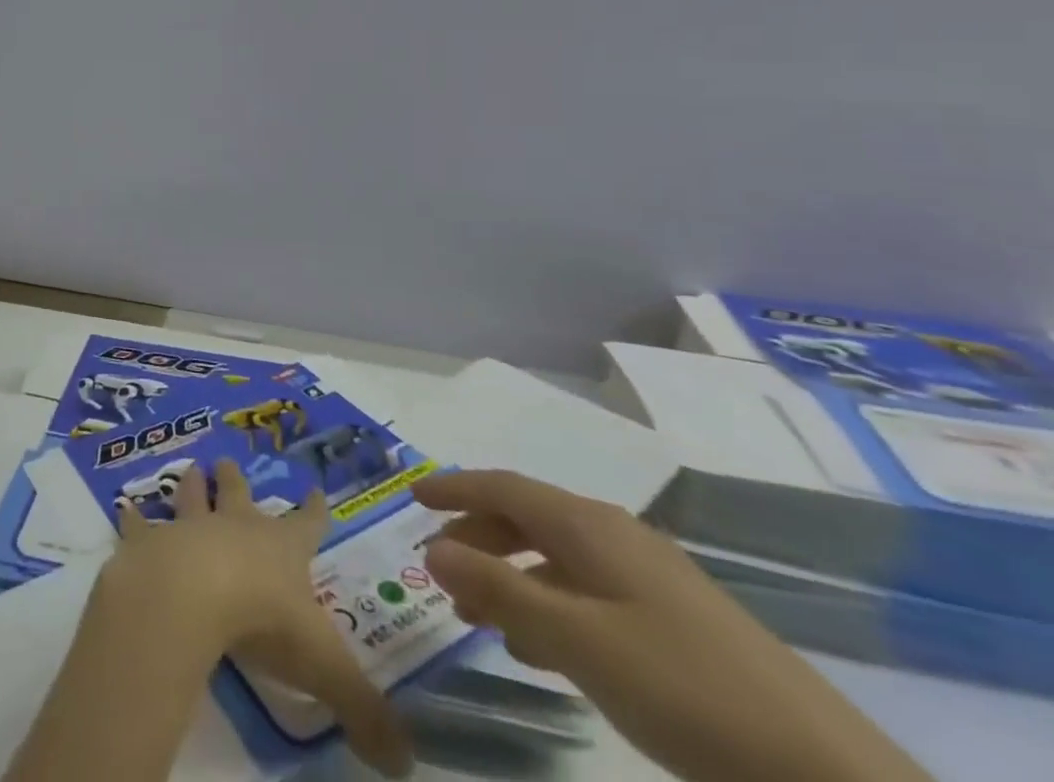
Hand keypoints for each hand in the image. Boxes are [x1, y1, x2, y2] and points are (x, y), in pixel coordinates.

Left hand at [99, 460, 411, 777]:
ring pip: (191, 498)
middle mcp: (236, 528)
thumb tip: (406, 763)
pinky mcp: (151, 542)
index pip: (307, 524)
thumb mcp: (325, 669)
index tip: (317, 489)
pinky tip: (124, 508)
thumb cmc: (263, 619)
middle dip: (236, 480)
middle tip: (228, 460)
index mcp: (281, 549)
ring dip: (191, 486)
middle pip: (239, 495)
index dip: (315, 510)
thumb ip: (365, 711)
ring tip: (190, 468)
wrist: (192, 594)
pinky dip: (132, 519)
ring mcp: (190, 528)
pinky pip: (139, 526)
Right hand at [411, 470, 931, 781]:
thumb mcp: (576, 639)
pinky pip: (588, 594)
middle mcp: (615, 536)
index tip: (410, 496)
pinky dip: (549, 607)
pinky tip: (544, 651)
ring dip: (510, 578)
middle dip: (477, 538)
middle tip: (439, 572)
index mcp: (589, 525)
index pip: (503, 487)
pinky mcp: (675, 623)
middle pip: (527, 518)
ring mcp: (650, 579)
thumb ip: (499, 589)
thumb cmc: (684, 688)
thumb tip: (431, 547)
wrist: (828, 776)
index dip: (454, 487)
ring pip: (557, 559)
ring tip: (479, 618)